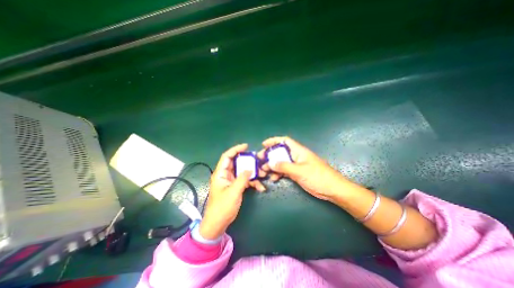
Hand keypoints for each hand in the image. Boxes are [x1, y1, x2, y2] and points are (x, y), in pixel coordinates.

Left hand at [199, 143, 266, 239]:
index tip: (246, 146)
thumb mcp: (233, 192)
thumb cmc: (222, 207)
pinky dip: (252, 182)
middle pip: (237, 163)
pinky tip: (260, 187)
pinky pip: (245, 181)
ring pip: (242, 172)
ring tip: (262, 175)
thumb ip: (242, 179)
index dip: (235, 149)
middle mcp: (226, 175)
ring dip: (252, 173)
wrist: (218, 223)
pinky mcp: (236, 187)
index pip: (227, 157)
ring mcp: (231, 181)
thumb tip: (250, 169)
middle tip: (257, 161)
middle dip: (247, 162)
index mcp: (221, 173)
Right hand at [259, 136, 346, 201]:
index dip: (274, 140)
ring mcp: (297, 165)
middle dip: (270, 156)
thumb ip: (284, 166)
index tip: (264, 144)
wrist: (333, 189)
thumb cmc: (318, 177)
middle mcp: (296, 156)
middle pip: (280, 152)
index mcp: (298, 151)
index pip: (285, 141)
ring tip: (264, 172)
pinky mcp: (297, 173)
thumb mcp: (299, 171)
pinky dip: (278, 173)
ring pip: (281, 162)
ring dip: (273, 166)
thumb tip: (269, 162)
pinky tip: (274, 179)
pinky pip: (285, 171)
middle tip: (260, 161)